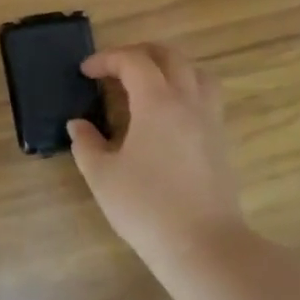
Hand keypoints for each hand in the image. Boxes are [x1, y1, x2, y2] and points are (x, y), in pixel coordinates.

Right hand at [68, 44, 247, 264]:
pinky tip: (168, 115)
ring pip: (196, 73)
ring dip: (169, 67)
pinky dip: (185, 89)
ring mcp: (210, 121)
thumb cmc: (147, 207)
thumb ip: (86, 144)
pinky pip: (206, 97)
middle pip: (170, 57)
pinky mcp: (221, 141)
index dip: (107, 59)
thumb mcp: (102, 176)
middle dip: (139, 53)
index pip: (133, 61)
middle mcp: (188, 101)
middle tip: (114, 67)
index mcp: (157, 102)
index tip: (86, 72)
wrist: (204, 246)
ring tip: (147, 83)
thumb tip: (78, 125)